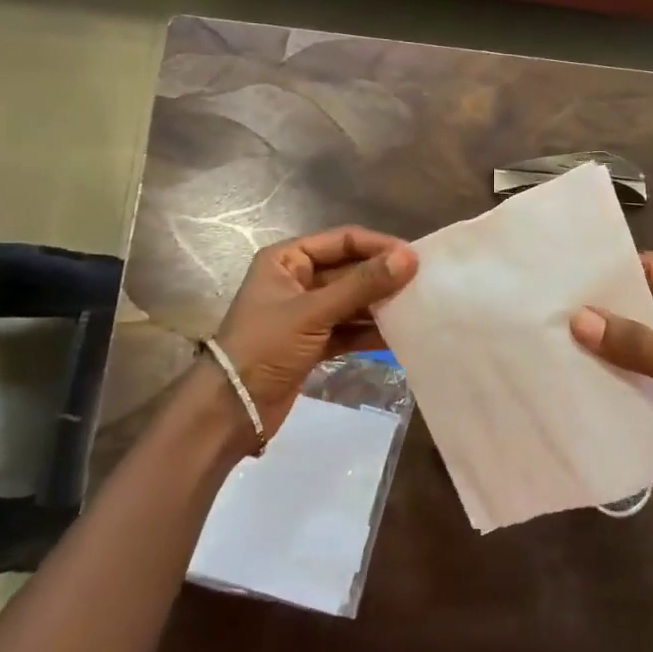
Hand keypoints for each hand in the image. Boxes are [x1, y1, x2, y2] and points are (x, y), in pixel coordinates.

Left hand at [213, 226, 416, 438]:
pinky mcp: (312, 342)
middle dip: (382, 278)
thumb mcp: (314, 312)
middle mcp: (297, 280)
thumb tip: (409, 257)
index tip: (414, 257)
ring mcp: (305, 313)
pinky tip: (398, 336)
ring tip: (416, 309)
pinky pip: (348, 329)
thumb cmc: (265, 347)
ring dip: (379, 306)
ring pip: (351, 301)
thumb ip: (362, 285)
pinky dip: (369, 332)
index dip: (378, 246)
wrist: (231, 411)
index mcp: (287, 259)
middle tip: (422, 284)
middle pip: (349, 270)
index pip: (342, 240)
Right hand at [571, 252, 652, 534]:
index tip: (565, 280)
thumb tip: (578, 318)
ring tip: (559, 345)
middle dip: (608, 313)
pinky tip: (588, 378)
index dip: (614, 275)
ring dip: (615, 346)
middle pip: (649, 304)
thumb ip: (642, 348)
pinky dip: (629, 374)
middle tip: (552, 316)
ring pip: (649, 340)